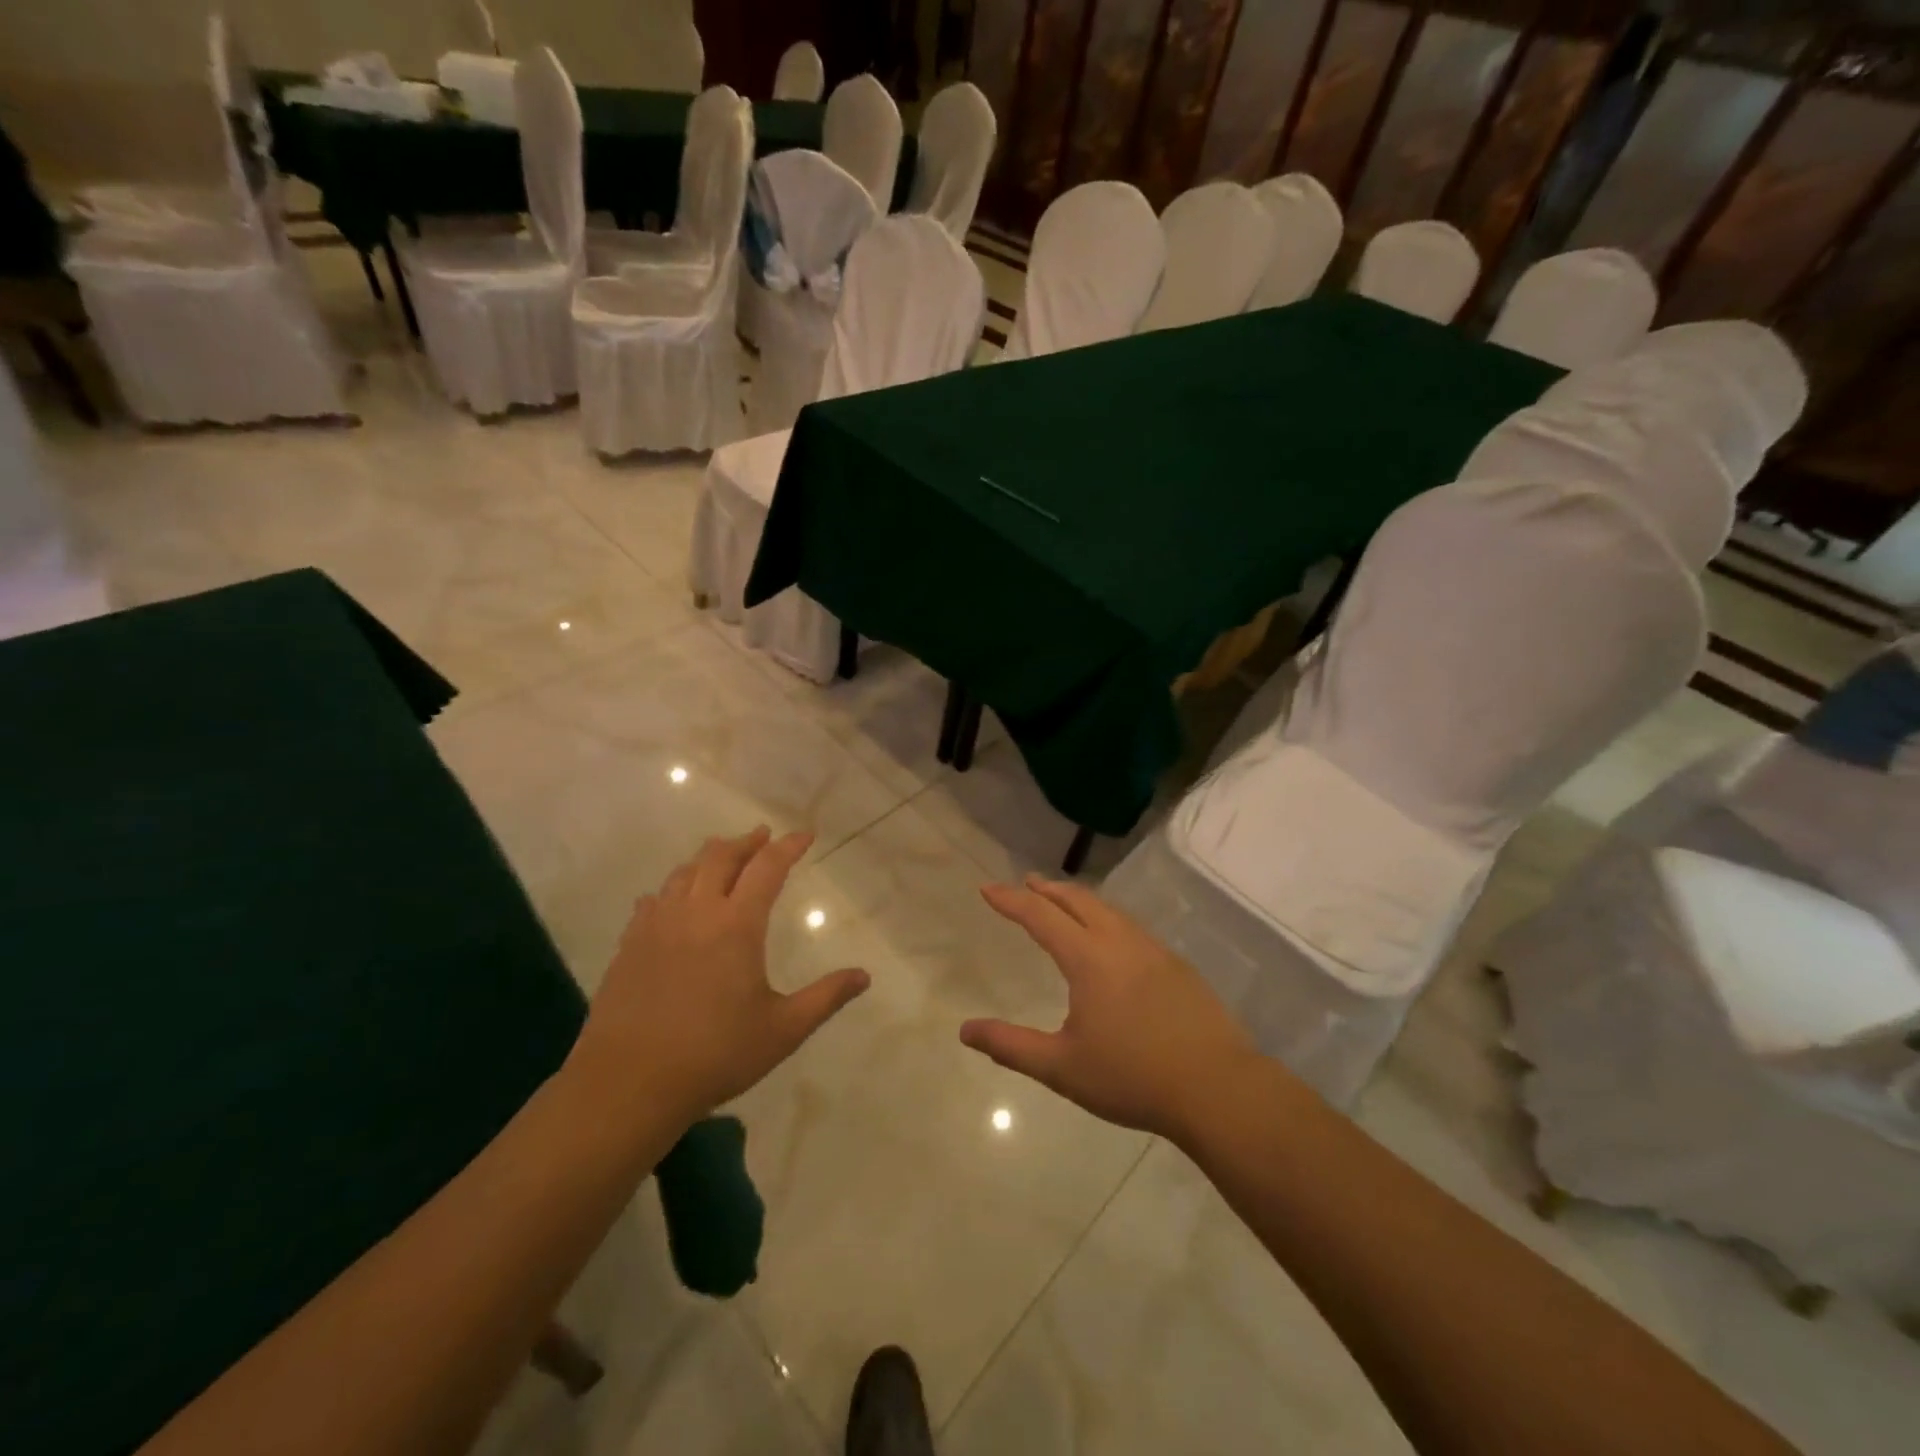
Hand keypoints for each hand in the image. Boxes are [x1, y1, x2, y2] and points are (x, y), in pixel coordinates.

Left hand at [569, 827, 869, 1128]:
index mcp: (737, 925)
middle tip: (763, 836)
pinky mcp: (629, 944)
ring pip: (684, 872)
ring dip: (709, 858)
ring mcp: (657, 925)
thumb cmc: (715, 1054)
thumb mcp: (783, 1030)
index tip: (805, 834)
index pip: (768, 867)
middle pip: (721, 856)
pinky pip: (653, 900)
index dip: (789, 846)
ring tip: (723, 858)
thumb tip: (864, 976)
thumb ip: (826, 997)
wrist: (628, 1083)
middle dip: (746, 841)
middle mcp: (696, 912)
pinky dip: (673, 888)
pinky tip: (672, 899)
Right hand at [961, 876, 1258, 1143]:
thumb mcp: (1061, 1068)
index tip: (988, 888)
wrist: (1216, 1088)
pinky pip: (1132, 928)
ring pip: (1109, 910)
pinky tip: (1110, 939)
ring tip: (1064, 903)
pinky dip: (1107, 918)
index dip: (1011, 900)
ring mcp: (1154, 951)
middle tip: (1027, 883)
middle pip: (1078, 900)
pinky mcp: (1177, 966)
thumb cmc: (1132, 1077)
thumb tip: (965, 1030)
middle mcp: (1120, 942)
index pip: (1041, 916)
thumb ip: (1011, 1046)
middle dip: (1048, 889)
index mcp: (1089, 959)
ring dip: (1079, 900)